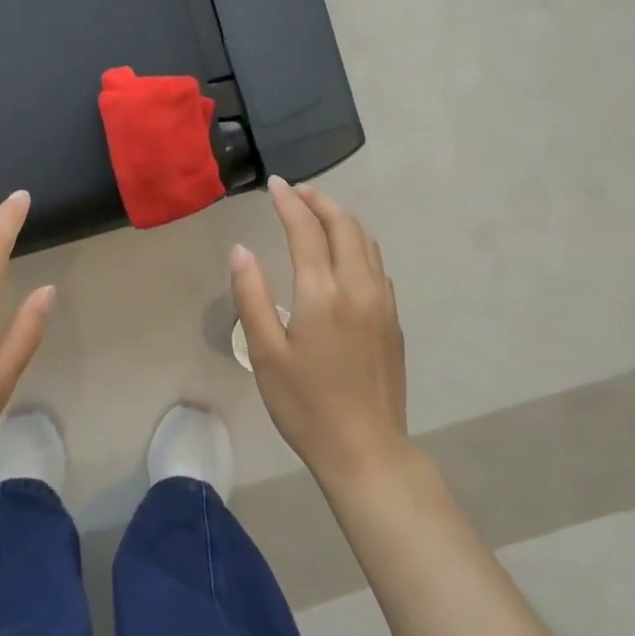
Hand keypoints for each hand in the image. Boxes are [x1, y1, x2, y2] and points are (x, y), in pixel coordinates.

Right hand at [231, 178, 408, 489]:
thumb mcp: (266, 353)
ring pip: (367, 243)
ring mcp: (382, 303)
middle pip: (345, 226)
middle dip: (320, 202)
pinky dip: (358, 244)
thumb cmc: (306, 405)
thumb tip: (241, 250)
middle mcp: (359, 288)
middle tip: (297, 192)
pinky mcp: (393, 321)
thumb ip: (252, 295)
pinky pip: (377, 266)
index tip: (275, 185)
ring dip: (342, 219)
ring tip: (319, 213)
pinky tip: (345, 255)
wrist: (366, 450)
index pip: (307, 231)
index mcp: (323, 293)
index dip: (289, 203)